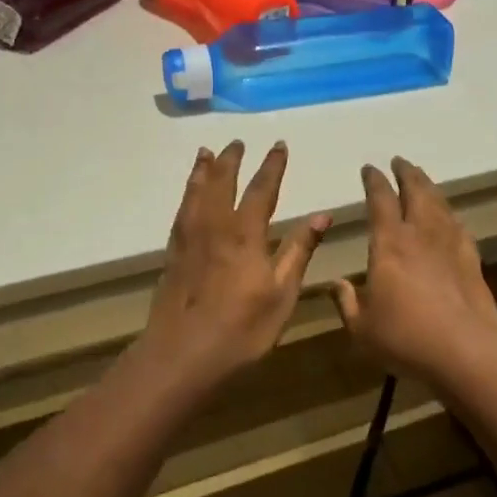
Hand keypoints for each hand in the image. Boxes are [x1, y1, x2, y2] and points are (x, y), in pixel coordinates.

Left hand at [142, 141, 330, 379]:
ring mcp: (190, 239)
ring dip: (203, 170)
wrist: (181, 354)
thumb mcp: (282, 293)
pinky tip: (189, 196)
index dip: (272, 166)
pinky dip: (187, 193)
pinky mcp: (173, 254)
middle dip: (231, 160)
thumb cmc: (241, 329)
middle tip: (237, 142)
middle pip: (222, 182)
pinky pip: (181, 211)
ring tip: (206, 153)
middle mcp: (215, 226)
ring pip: (196, 193)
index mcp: (245, 234)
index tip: (278, 145)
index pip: (262, 189)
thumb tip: (323, 214)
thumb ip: (300, 250)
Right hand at [333, 157, 496, 382]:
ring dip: (429, 187)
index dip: (374, 181)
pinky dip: (450, 215)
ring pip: (440, 203)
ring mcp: (450, 245)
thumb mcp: (362, 327)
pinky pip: (458, 227)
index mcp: (389, 243)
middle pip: (416, 191)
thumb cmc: (406, 337)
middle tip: (400, 161)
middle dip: (406, 173)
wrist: (466, 351)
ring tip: (422, 180)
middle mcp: (420, 234)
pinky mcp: (472, 260)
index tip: (369, 168)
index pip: (380, 200)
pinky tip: (450, 218)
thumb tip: (336, 284)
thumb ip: (347, 302)